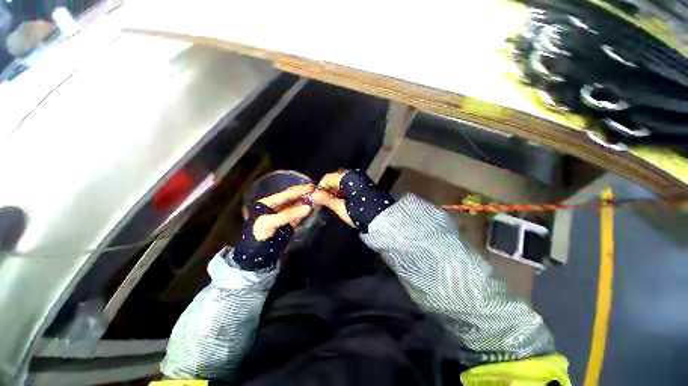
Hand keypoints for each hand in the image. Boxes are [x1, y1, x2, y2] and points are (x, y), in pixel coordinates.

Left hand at [233, 184, 313, 270]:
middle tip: (317, 192)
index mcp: (269, 202)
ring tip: (317, 198)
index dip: (299, 190)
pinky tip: (312, 207)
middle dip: (304, 194)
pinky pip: (299, 214)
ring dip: (306, 202)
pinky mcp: (289, 222)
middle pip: (293, 198)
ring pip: (297, 205)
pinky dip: (305, 211)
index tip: (312, 187)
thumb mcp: (270, 223)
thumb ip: (288, 214)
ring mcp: (284, 214)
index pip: (286, 193)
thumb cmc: (259, 235)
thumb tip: (308, 207)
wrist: (257, 253)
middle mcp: (277, 205)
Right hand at [312, 170, 394, 232]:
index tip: (318, 199)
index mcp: (348, 177)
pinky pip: (349, 185)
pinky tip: (343, 202)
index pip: (327, 178)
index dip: (320, 188)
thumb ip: (327, 200)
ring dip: (336, 192)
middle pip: (335, 179)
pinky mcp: (364, 185)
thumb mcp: (341, 207)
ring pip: (342, 183)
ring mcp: (361, 179)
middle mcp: (354, 175)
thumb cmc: (360, 212)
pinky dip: (343, 192)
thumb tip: (313, 195)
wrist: (383, 218)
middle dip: (328, 190)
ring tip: (333, 204)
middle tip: (325, 203)